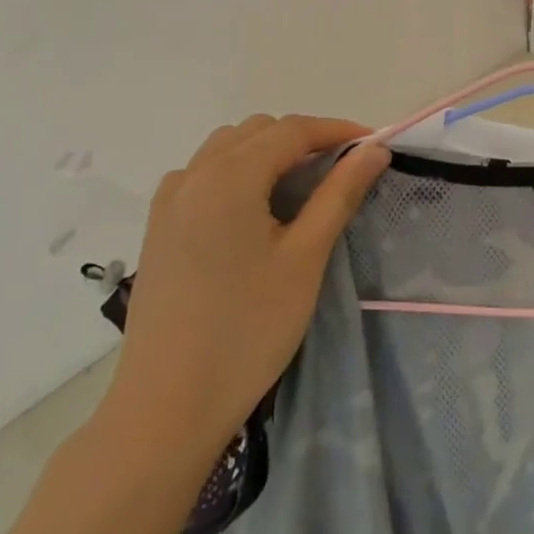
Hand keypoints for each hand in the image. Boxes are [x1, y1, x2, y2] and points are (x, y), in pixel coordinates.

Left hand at [102, 116, 390, 460]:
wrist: (168, 403)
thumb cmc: (249, 328)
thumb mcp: (306, 257)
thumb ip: (340, 194)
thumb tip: (375, 150)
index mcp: (228, 178)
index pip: (292, 130)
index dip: (338, 131)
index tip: (375, 147)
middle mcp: (193, 177)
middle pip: (257, 132)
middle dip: (305, 140)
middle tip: (344, 172)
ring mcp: (168, 203)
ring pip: (226, 150)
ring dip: (269, 154)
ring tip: (303, 188)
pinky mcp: (158, 229)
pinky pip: (203, 176)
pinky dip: (238, 174)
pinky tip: (255, 212)